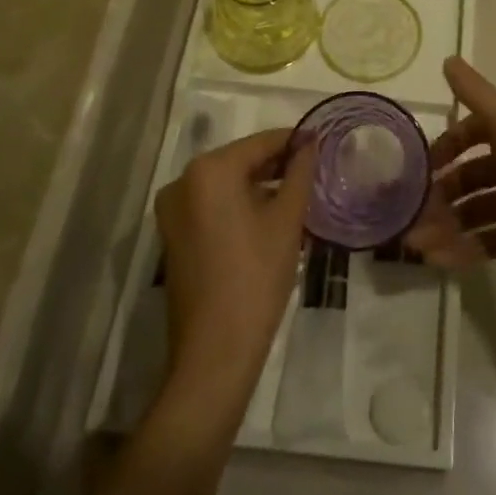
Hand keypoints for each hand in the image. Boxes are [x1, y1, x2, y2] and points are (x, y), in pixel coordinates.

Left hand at [154, 128, 318, 399]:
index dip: (294, 142)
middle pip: (240, 161)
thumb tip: (310, 142)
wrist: (215, 352)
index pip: (261, 142)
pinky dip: (238, 205)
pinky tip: (268, 219)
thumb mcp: (287, 220)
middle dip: (276, 165)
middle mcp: (183, 181)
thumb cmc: (256, 277)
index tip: (323, 144)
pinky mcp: (172, 235)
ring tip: (296, 196)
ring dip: (259, 186)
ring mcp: (172, 209)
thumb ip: (300, 172)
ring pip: (225, 184)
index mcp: (209, 170)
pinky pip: (211, 205)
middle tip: (313, 172)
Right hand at [405, 58, 495, 297]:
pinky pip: (488, 241)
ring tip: (418, 246)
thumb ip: (476, 95)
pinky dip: (464, 249)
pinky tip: (440, 261)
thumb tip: (448, 58)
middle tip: (412, 215)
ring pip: (475, 211)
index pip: (471, 133)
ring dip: (446, 226)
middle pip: (470, 177)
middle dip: (441, 194)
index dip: (446, 147)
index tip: (421, 168)